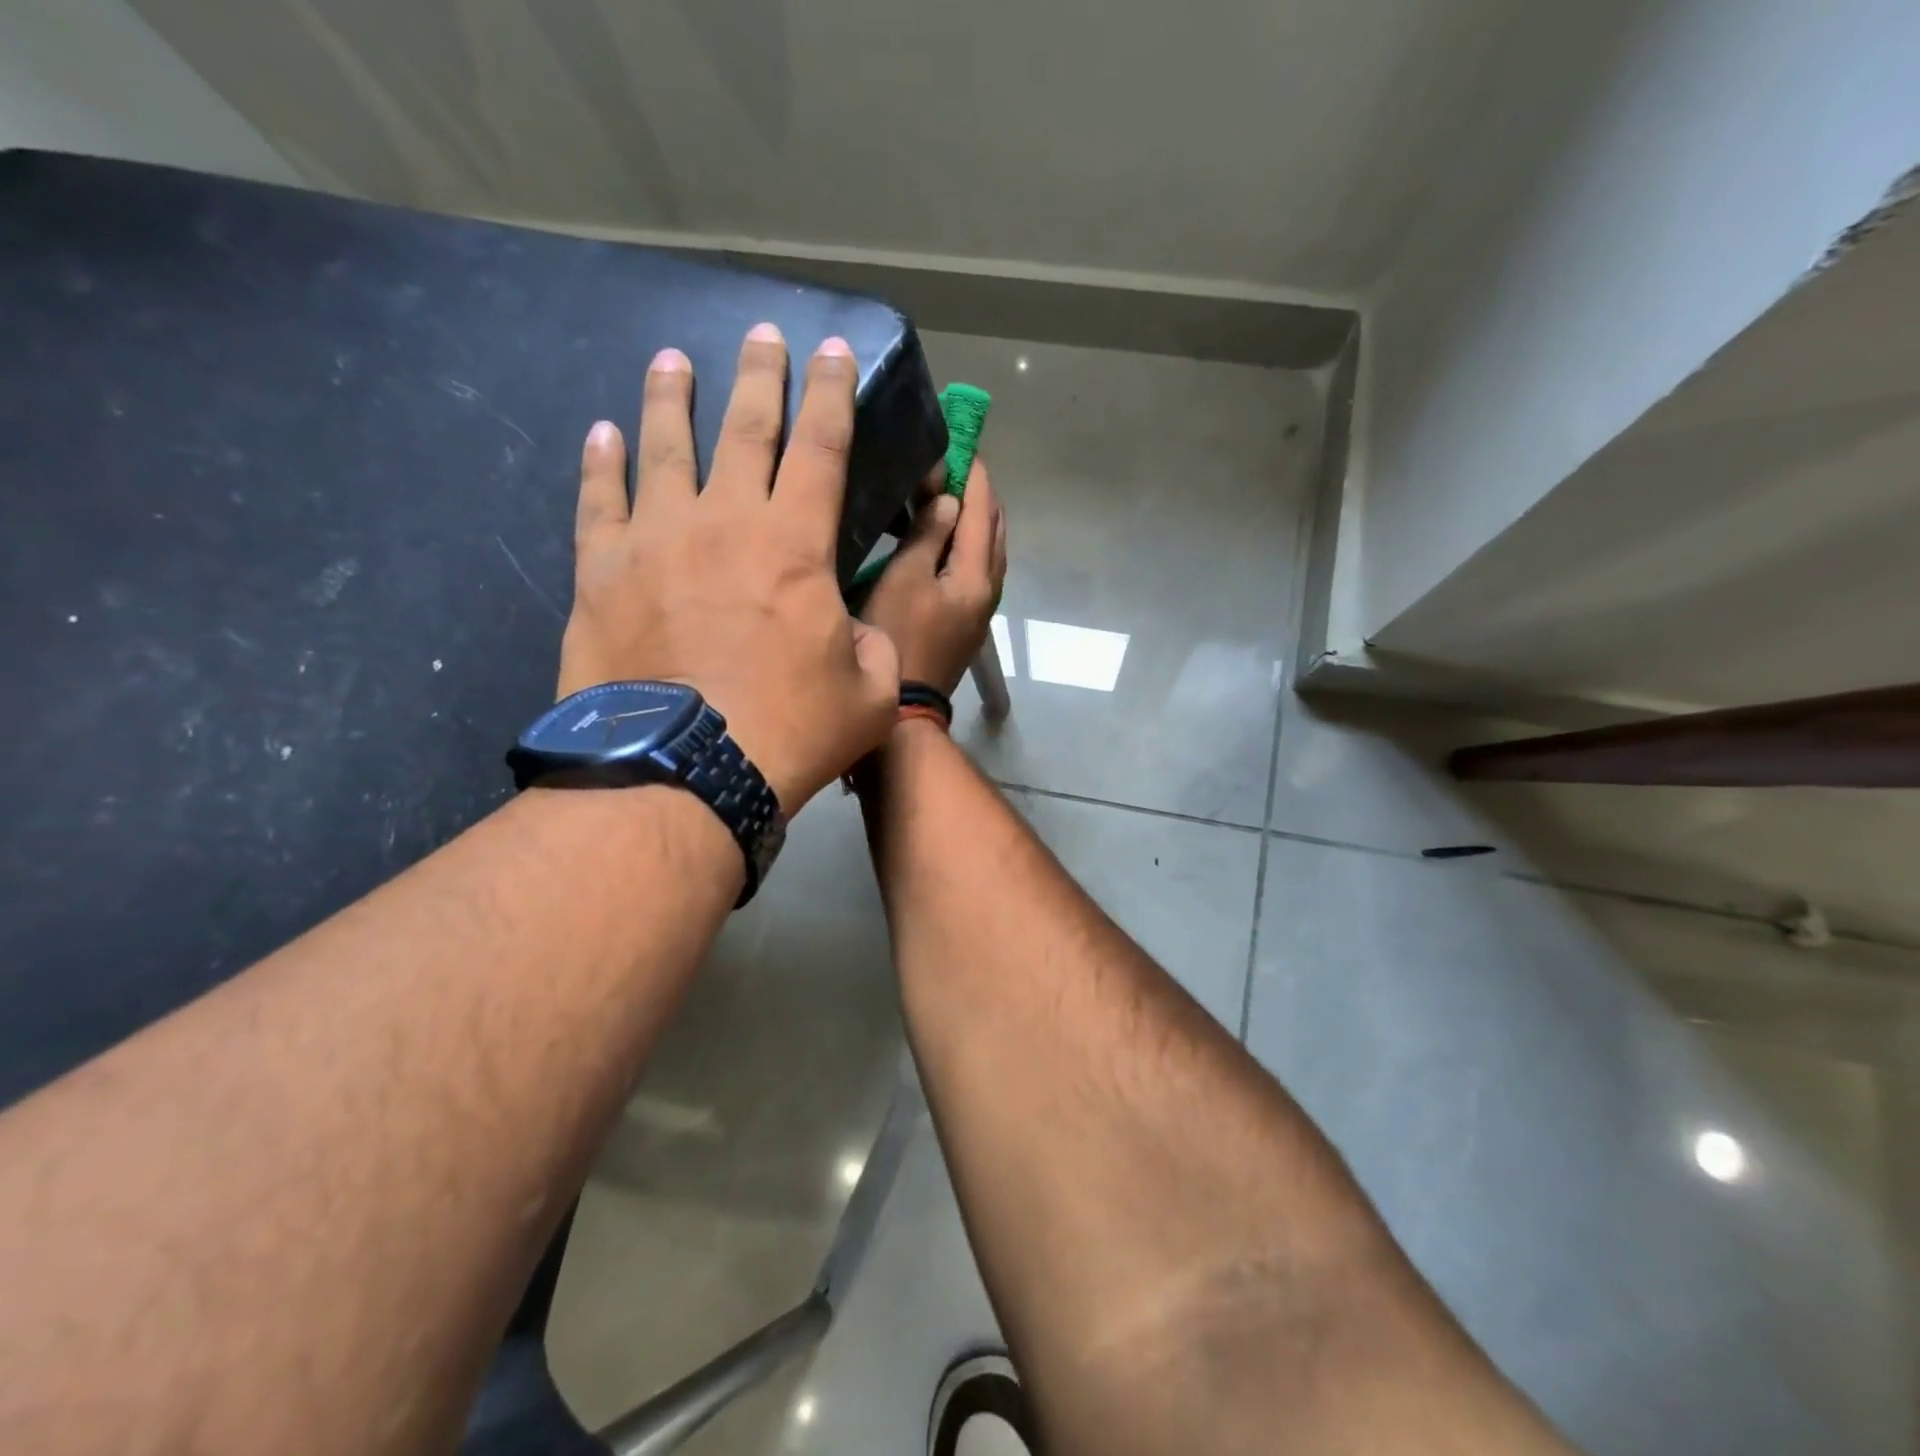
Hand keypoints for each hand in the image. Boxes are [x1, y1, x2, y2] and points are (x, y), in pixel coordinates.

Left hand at [557, 324, 899, 812]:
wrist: (681, 772)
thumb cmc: (789, 731)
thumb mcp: (868, 693)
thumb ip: (870, 646)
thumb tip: (852, 630)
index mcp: (795, 545)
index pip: (822, 447)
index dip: (833, 394)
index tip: (836, 353)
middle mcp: (725, 521)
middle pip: (745, 428)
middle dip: (760, 376)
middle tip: (763, 335)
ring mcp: (655, 540)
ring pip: (665, 446)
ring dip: (673, 397)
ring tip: (672, 359)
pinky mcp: (602, 571)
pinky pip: (600, 499)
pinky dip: (603, 462)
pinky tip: (603, 432)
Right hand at [860, 460, 1006, 696]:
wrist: (905, 711)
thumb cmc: (898, 639)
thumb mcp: (904, 579)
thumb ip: (928, 535)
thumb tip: (949, 499)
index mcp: (977, 576)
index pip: (983, 511)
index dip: (973, 474)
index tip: (962, 441)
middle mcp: (989, 591)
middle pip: (995, 531)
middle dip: (980, 494)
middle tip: (955, 464)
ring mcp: (980, 611)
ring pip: (989, 553)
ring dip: (976, 521)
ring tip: (952, 495)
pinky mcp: (967, 625)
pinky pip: (977, 571)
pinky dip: (968, 546)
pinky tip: (948, 541)